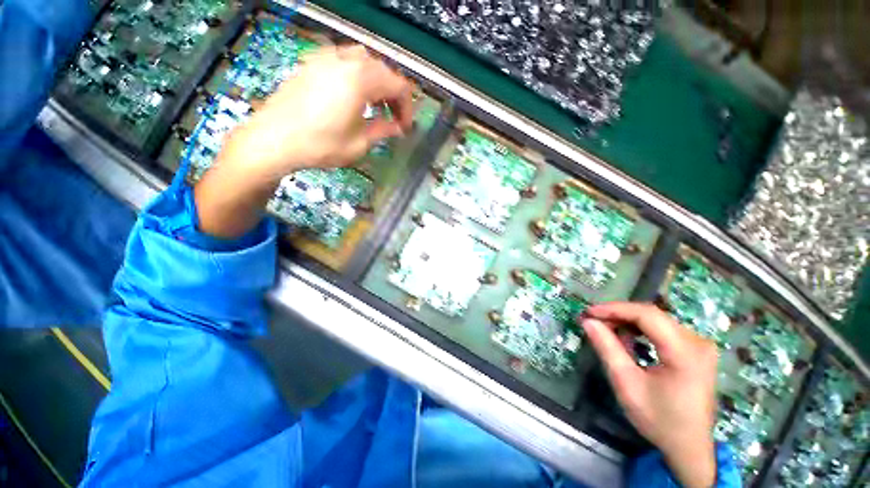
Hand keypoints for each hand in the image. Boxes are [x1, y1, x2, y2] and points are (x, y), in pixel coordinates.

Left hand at [194, 45, 413, 237]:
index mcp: (360, 80)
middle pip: (383, 70)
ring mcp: (326, 58)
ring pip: (364, 61)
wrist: (273, 140)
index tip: (405, 127)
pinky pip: (344, 61)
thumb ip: (383, 131)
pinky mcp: (312, 63)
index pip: (398, 85)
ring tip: (376, 106)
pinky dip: (357, 76)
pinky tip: (353, 96)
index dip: (407, 108)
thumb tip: (398, 127)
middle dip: (394, 95)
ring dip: (377, 83)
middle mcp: (345, 61)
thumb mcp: (359, 144)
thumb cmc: (320, 145)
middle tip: (394, 119)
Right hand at [581, 302, 718, 487]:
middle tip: (593, 322)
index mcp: (686, 352)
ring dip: (627, 322)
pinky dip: (640, 330)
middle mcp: (698, 342)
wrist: (689, 447)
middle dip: (618, 315)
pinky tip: (627, 339)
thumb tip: (588, 321)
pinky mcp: (696, 350)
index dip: (614, 309)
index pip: (646, 315)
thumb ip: (607, 349)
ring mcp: (700, 345)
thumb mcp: (627, 384)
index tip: (588, 312)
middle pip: (651, 315)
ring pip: (656, 320)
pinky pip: (663, 329)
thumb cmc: (658, 419)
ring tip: (605, 330)